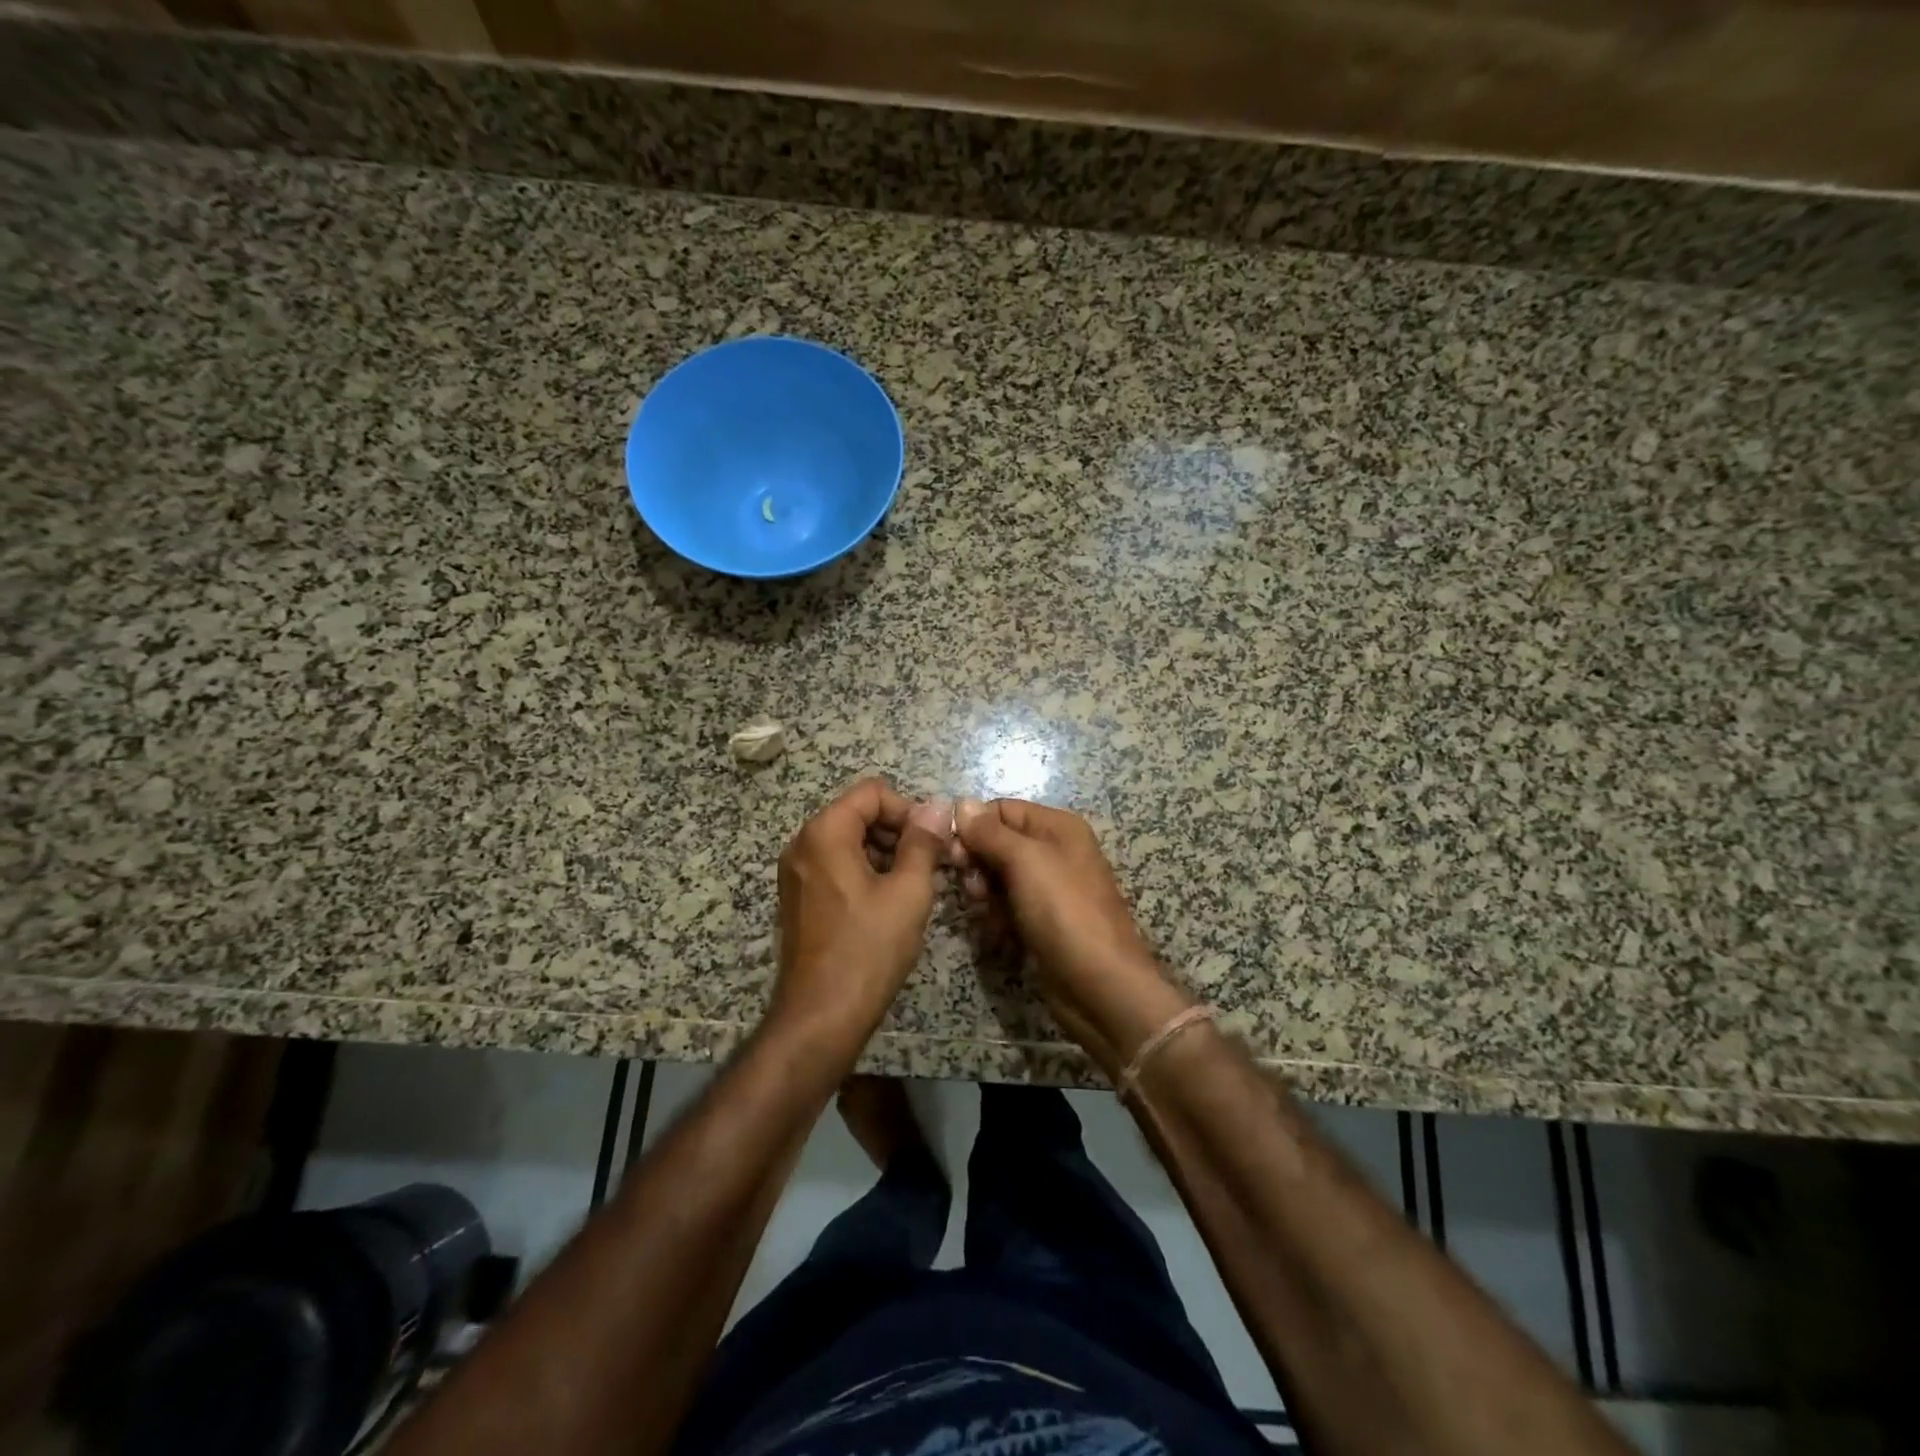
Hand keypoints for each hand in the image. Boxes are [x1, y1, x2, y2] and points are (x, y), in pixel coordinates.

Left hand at [772, 778, 950, 1046]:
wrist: (821, 1016)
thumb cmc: (868, 949)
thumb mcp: (908, 892)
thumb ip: (923, 842)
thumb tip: (938, 807)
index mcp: (824, 833)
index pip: (872, 792)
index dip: (909, 810)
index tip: (933, 843)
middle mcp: (803, 845)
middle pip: (859, 814)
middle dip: (899, 832)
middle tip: (932, 865)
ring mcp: (797, 874)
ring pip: (850, 842)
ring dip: (887, 854)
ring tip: (917, 887)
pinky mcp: (800, 899)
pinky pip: (837, 867)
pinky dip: (867, 873)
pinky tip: (892, 903)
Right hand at [954, 799, 1191, 1068]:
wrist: (1101, 985)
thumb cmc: (1064, 912)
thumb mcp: (1026, 861)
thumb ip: (990, 831)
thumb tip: (961, 803)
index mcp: (1058, 827)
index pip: (1001, 809)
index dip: (973, 827)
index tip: (951, 854)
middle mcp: (1055, 851)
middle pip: (998, 842)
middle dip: (977, 863)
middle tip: (972, 889)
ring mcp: (1050, 888)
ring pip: (999, 877)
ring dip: (984, 893)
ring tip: (985, 913)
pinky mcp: (1043, 921)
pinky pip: (1008, 906)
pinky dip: (997, 916)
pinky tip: (994, 933)